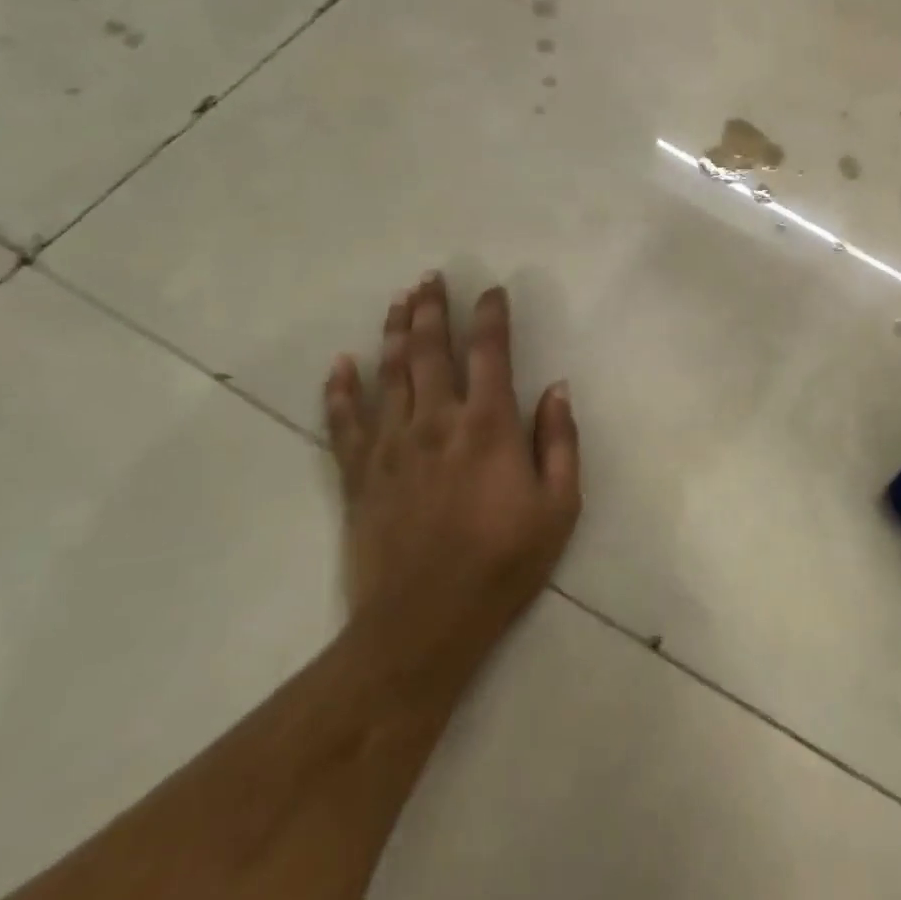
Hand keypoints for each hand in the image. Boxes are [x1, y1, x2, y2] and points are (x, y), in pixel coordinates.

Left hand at [322, 273, 580, 690]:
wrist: (425, 621)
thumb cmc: (504, 562)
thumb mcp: (559, 507)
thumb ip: (560, 442)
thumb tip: (558, 388)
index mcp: (488, 427)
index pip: (490, 353)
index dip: (491, 316)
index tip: (491, 290)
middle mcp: (437, 422)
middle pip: (432, 351)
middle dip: (433, 309)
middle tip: (430, 278)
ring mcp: (392, 446)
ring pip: (390, 374)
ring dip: (395, 332)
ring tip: (398, 300)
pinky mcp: (359, 474)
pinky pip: (344, 421)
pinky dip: (340, 390)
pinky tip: (341, 364)